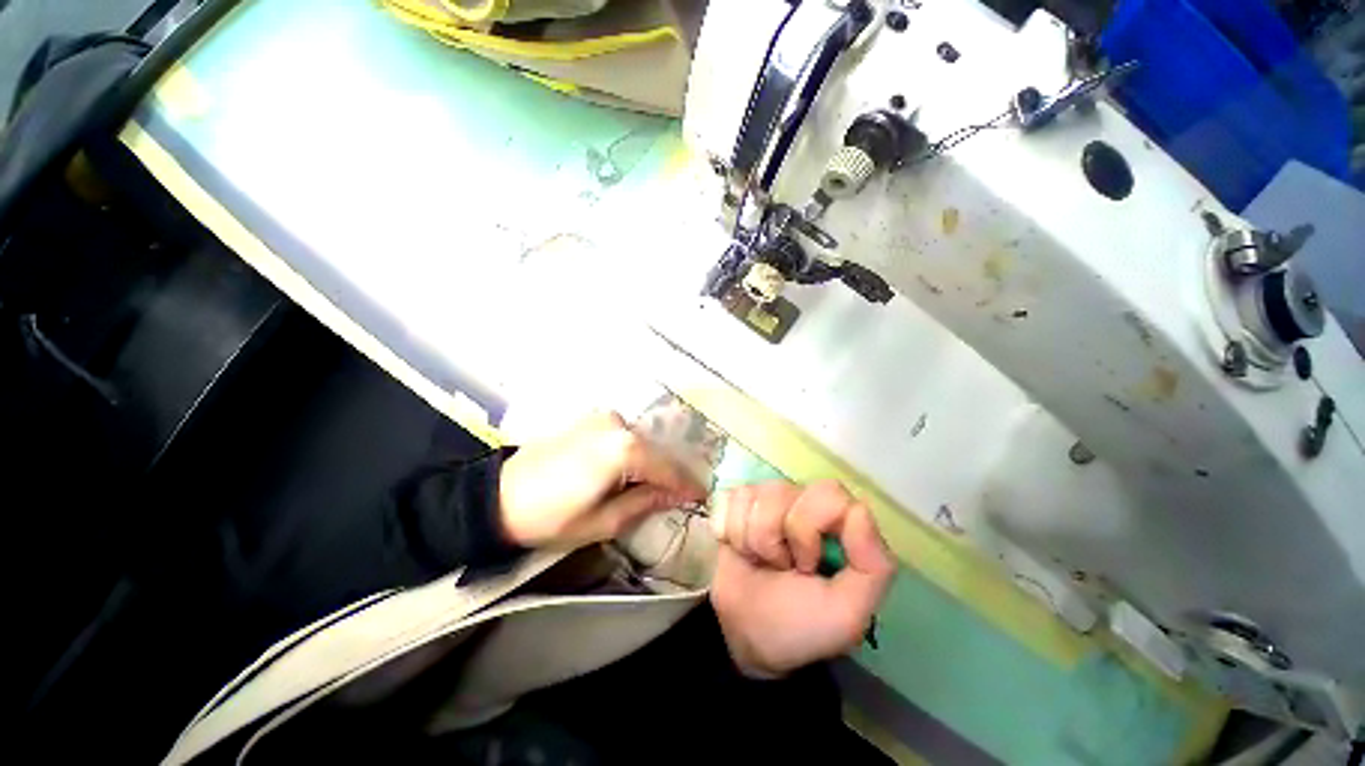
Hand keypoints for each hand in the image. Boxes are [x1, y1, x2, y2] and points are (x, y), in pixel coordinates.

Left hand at [498, 412, 707, 548]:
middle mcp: (617, 424)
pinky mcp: (590, 419)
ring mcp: (602, 418)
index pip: (666, 467)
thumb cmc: (550, 518)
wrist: (497, 497)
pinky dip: (634, 451)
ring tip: (660, 484)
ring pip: (640, 441)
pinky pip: (623, 435)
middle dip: (670, 472)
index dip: (686, 484)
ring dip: (651, 462)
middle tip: (683, 493)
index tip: (702, 495)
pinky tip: (634, 469)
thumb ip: (644, 502)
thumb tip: (675, 494)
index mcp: (623, 449)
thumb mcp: (603, 521)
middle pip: (656, 451)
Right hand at [709, 480, 895, 678]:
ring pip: (752, 495)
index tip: (806, 565)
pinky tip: (738, 549)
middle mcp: (803, 501)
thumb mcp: (847, 611)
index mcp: (837, 522)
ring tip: (759, 561)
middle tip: (781, 566)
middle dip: (772, 536)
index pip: (827, 493)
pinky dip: (727, 530)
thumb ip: (872, 566)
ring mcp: (766, 499)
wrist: (745, 636)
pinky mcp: (736, 503)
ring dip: (750, 539)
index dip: (808, 528)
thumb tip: (859, 509)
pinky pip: (728, 499)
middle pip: (781, 491)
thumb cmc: (800, 624)